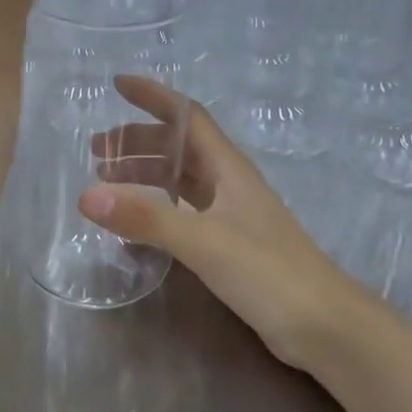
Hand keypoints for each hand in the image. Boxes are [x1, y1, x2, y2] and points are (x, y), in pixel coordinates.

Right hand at [81, 76, 369, 370]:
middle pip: (180, 148)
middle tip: (97, 153)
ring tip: (108, 183)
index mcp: (228, 169)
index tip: (118, 85)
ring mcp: (233, 216)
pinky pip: (185, 212)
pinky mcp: (232, 245)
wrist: (325, 326)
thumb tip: (86, 195)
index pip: (188, 117)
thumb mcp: (203, 241)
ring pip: (182, 180)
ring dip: (146, 174)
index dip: (154, 97)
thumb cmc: (268, 272)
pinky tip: (140, 224)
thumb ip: (146, 218)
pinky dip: (158, 208)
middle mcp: (230, 184)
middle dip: (138, 142)